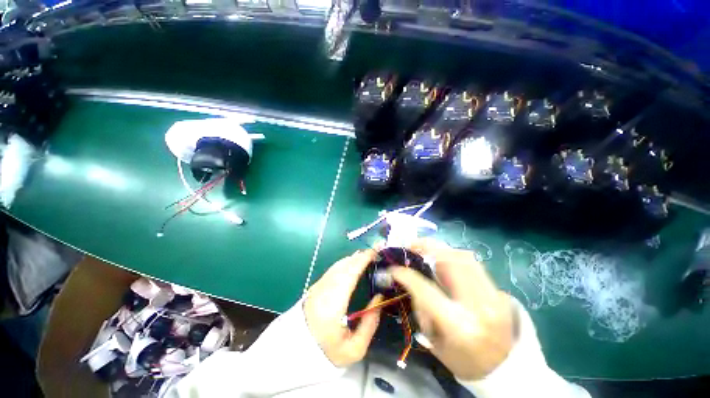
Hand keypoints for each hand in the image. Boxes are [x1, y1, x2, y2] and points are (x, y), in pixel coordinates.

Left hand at [304, 250, 382, 366]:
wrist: (297, 349)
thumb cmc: (327, 351)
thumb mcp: (354, 349)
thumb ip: (370, 323)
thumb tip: (379, 297)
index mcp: (333, 305)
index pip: (349, 275)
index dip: (362, 261)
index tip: (374, 253)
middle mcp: (325, 290)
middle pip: (344, 266)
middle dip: (360, 257)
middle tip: (374, 252)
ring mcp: (318, 286)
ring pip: (337, 266)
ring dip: (352, 258)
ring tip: (366, 256)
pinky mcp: (316, 286)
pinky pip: (333, 269)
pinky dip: (345, 263)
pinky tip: (352, 263)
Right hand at [390, 238, 514, 380]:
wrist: (505, 371)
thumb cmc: (463, 361)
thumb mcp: (433, 340)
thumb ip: (421, 307)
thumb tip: (411, 279)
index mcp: (459, 325)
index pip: (426, 289)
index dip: (406, 274)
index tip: (393, 268)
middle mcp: (479, 306)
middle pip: (451, 261)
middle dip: (427, 247)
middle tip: (411, 245)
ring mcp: (494, 297)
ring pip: (464, 257)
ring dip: (441, 250)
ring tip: (427, 250)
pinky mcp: (500, 292)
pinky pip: (474, 264)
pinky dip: (455, 257)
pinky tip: (445, 261)